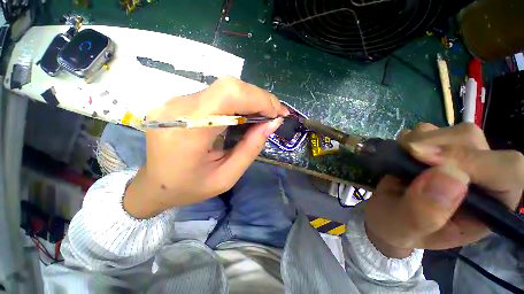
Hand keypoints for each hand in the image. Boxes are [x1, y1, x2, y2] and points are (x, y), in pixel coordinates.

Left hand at [124, 77, 288, 218]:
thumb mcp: (227, 177)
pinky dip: (237, 102)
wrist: (155, 184)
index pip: (229, 96)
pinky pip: (216, 94)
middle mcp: (179, 108)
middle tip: (273, 115)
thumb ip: (251, 148)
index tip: (278, 114)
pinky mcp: (180, 101)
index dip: (259, 99)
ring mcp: (177, 101)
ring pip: (224, 88)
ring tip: (262, 116)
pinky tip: (244, 115)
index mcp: (188, 131)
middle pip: (228, 87)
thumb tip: (272, 124)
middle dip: (258, 98)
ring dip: (249, 100)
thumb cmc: (190, 187)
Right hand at [365, 123, 522, 257]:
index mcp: (487, 209)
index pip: (506, 172)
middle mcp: (483, 179)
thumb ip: (424, 213)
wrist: (386, 214)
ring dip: (423, 139)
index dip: (473, 160)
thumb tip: (449, 176)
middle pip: (477, 143)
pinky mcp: (441, 148)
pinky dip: (414, 136)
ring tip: (402, 158)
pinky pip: (435, 129)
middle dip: (437, 145)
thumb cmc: (397, 228)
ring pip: (457, 131)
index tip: (424, 158)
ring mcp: (463, 160)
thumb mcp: (403, 228)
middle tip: (405, 156)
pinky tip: (403, 152)